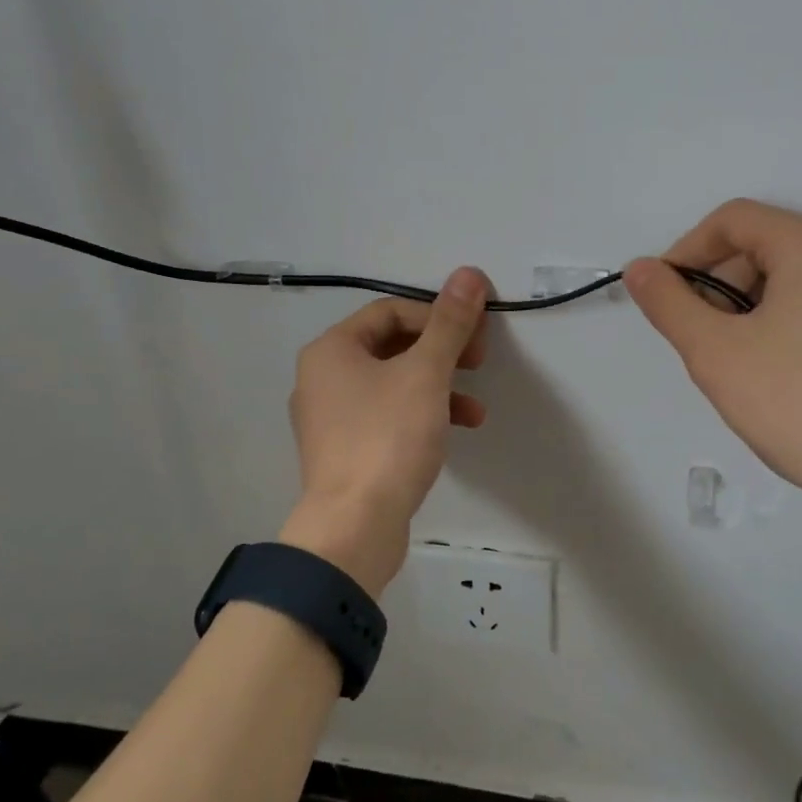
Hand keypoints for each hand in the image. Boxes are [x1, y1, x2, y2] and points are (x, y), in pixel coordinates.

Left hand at [282, 268, 490, 594]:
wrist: (354, 528)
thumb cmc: (387, 439)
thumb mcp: (426, 374)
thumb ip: (449, 324)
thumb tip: (469, 273)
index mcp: (332, 350)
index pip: (391, 311)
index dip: (438, 317)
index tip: (476, 336)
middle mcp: (323, 377)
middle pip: (392, 346)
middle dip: (442, 353)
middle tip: (478, 362)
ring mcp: (331, 418)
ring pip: (393, 384)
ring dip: (438, 388)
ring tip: (475, 409)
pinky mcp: (344, 451)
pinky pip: (387, 417)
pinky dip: (421, 416)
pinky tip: (453, 433)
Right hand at [624, 200, 801, 515]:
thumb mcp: (715, 354)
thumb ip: (668, 303)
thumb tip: (640, 269)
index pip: (733, 219)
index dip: (688, 252)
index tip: (668, 297)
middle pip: (771, 244)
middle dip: (726, 283)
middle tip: (706, 338)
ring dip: (762, 302)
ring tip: (748, 359)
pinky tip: (796, 369)